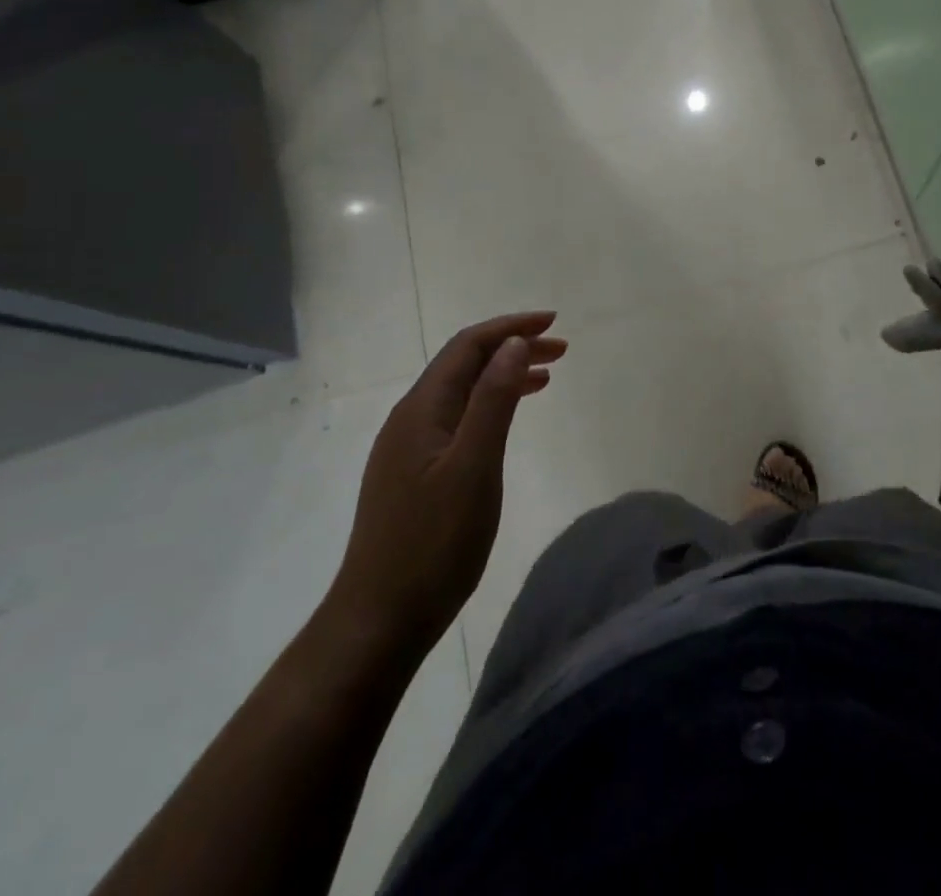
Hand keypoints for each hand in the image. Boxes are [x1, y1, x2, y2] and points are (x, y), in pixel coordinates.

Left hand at [326, 312, 566, 657]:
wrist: (379, 619)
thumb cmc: (434, 543)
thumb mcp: (474, 467)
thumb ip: (494, 400)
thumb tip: (514, 343)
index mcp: (422, 409)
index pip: (468, 346)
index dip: (511, 327)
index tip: (553, 322)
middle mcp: (411, 418)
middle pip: (464, 364)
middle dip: (512, 347)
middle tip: (561, 349)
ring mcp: (409, 448)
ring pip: (462, 392)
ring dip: (503, 375)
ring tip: (547, 376)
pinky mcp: (414, 473)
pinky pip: (458, 418)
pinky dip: (490, 405)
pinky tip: (508, 420)